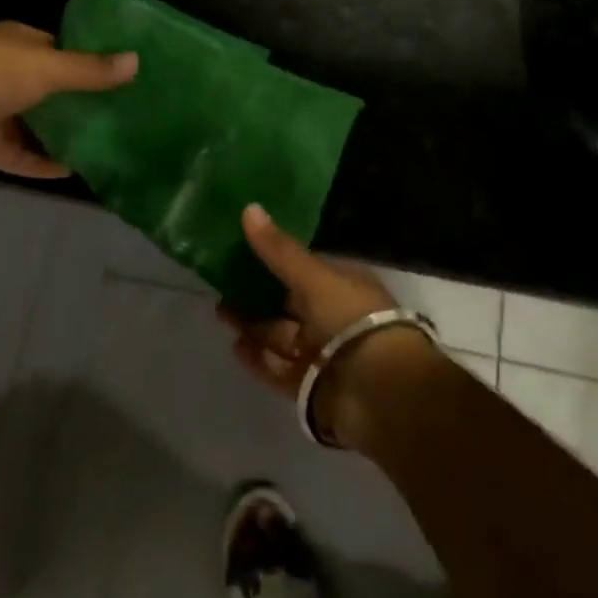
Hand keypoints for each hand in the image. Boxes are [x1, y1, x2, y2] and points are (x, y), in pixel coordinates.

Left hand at [0, 21, 135, 176]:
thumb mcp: (47, 67)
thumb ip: (90, 70)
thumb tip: (136, 61)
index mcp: (17, 43)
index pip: (61, 48)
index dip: (90, 60)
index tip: (123, 76)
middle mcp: (6, 72)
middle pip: (51, 88)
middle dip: (80, 101)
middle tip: (122, 115)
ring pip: (35, 122)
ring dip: (62, 134)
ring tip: (104, 145)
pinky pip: (19, 153)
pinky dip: (41, 161)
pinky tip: (73, 171)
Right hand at [219, 205, 444, 448]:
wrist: (376, 389)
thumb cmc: (349, 319)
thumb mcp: (312, 276)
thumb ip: (278, 249)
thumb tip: (248, 207)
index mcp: (343, 286)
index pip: (306, 268)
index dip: (276, 259)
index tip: (243, 251)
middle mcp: (334, 318)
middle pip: (290, 304)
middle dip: (258, 295)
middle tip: (223, 285)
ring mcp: (323, 354)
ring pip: (281, 335)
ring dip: (253, 325)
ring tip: (221, 313)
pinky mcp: (310, 385)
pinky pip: (279, 368)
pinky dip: (258, 358)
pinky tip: (235, 346)